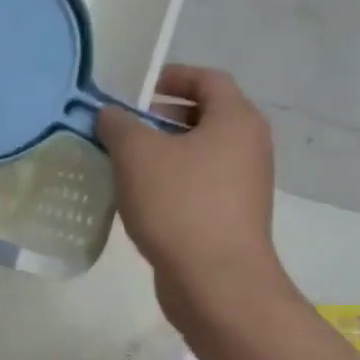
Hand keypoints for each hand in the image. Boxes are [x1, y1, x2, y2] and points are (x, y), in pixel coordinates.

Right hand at [99, 65, 292, 328]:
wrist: (217, 282)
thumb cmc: (180, 205)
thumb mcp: (137, 154)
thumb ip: (119, 125)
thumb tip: (110, 115)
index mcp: (236, 120)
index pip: (208, 79)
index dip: (172, 76)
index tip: (136, 90)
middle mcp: (248, 147)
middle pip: (204, 117)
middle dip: (161, 118)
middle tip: (123, 128)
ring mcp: (244, 186)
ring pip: (199, 155)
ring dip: (162, 154)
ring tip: (122, 164)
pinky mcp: (232, 218)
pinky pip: (199, 186)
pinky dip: (171, 183)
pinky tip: (139, 200)